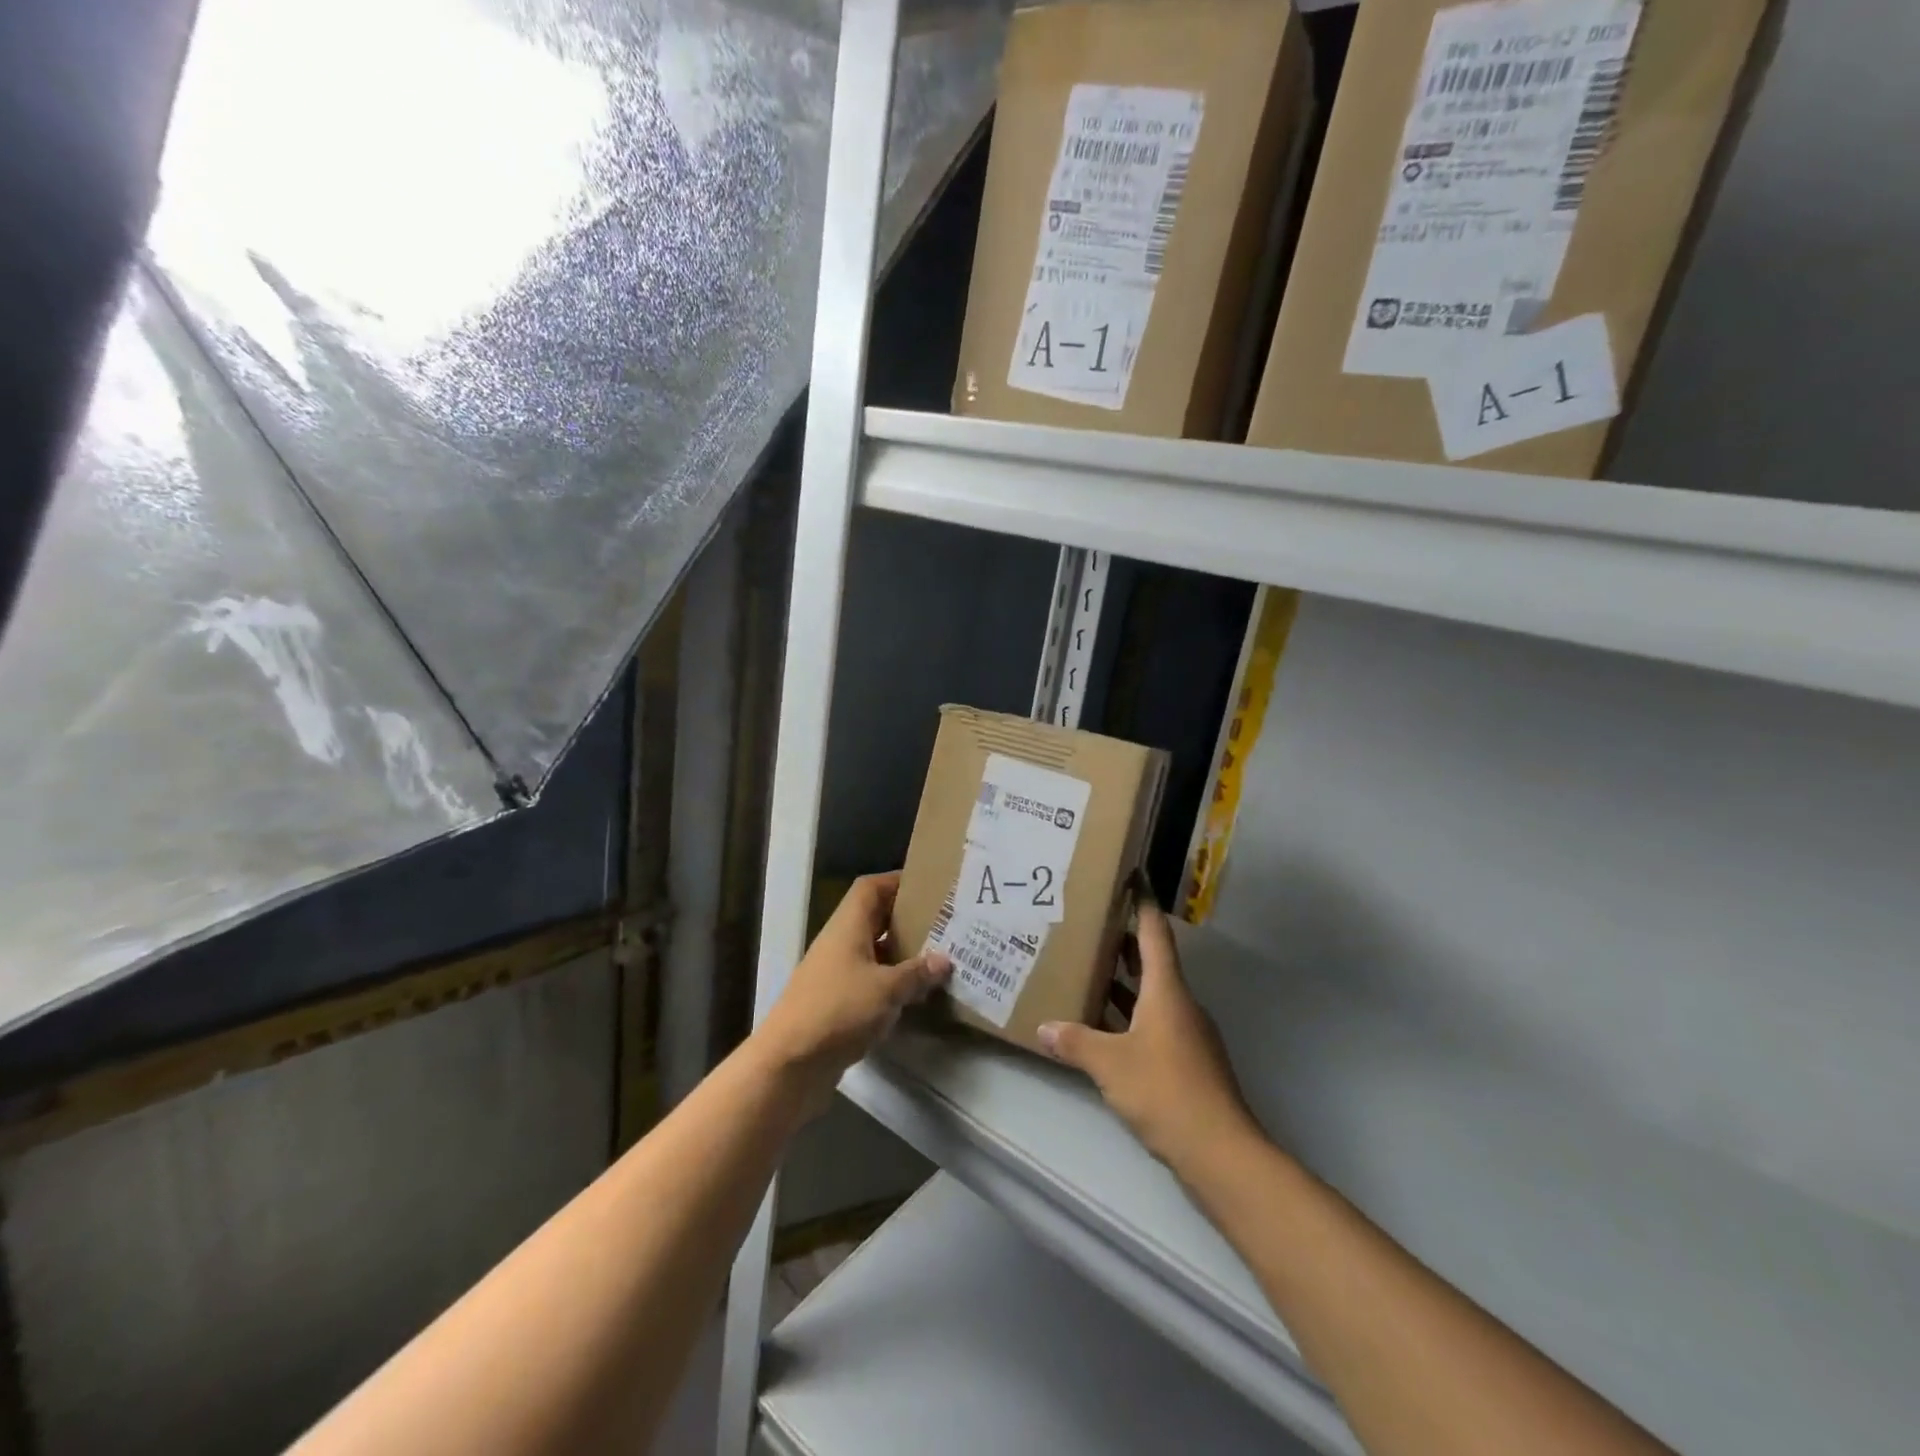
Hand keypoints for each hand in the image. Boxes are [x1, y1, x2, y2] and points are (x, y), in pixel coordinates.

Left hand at [754, 872, 950, 1118]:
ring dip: (902, 953)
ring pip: (874, 951)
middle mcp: (840, 943)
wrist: (790, 1063)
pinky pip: (871, 981)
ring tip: (939, 956)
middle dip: (907, 918)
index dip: (897, 881)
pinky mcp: (838, 1003)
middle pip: (875, 918)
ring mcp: (836, 974)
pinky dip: (892, 983)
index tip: (929, 886)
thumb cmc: (837, 1010)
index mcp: (848, 926)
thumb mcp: (886, 990)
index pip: (871, 888)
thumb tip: (944, 960)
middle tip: (943, 922)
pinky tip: (917, 994)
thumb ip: (917, 973)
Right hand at [1037, 895, 1258, 1172]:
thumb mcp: (1110, 1064)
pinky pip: (1154, 1023)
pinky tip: (1105, 1028)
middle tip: (1091, 924)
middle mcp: (1181, 1004)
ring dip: (1125, 982)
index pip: (1154, 934)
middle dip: (1125, 942)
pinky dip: (1131, 1015)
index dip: (1143, 904)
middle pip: (1153, 962)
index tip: (1133, 877)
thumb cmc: (1166, 1091)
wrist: (1220, 1151)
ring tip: (1089, 970)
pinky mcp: (1188, 1061)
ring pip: (1153, 995)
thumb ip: (1076, 1043)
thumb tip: (1044, 1028)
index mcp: (1167, 991)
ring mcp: (1188, 1034)